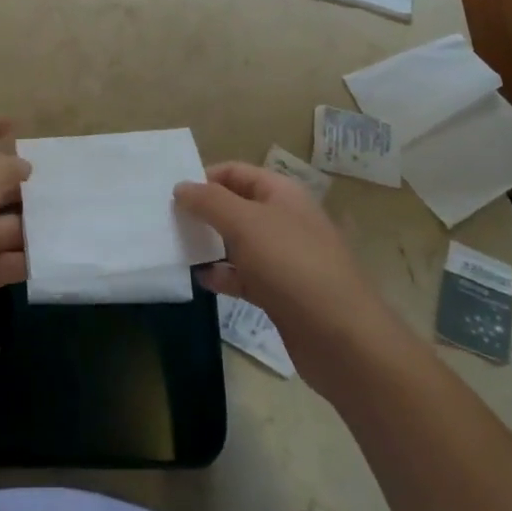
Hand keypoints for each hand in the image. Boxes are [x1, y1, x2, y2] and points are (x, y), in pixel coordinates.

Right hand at [175, 163, 396, 384]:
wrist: (342, 338)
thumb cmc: (291, 266)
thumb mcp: (245, 223)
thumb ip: (209, 201)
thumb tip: (181, 187)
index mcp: (282, 193)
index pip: (236, 172)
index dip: (205, 178)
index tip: (173, 196)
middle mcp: (285, 220)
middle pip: (236, 206)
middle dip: (204, 212)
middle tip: (169, 222)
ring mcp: (285, 258)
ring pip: (239, 243)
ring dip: (210, 245)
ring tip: (178, 250)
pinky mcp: (282, 293)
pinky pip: (245, 276)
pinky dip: (224, 276)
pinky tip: (203, 281)